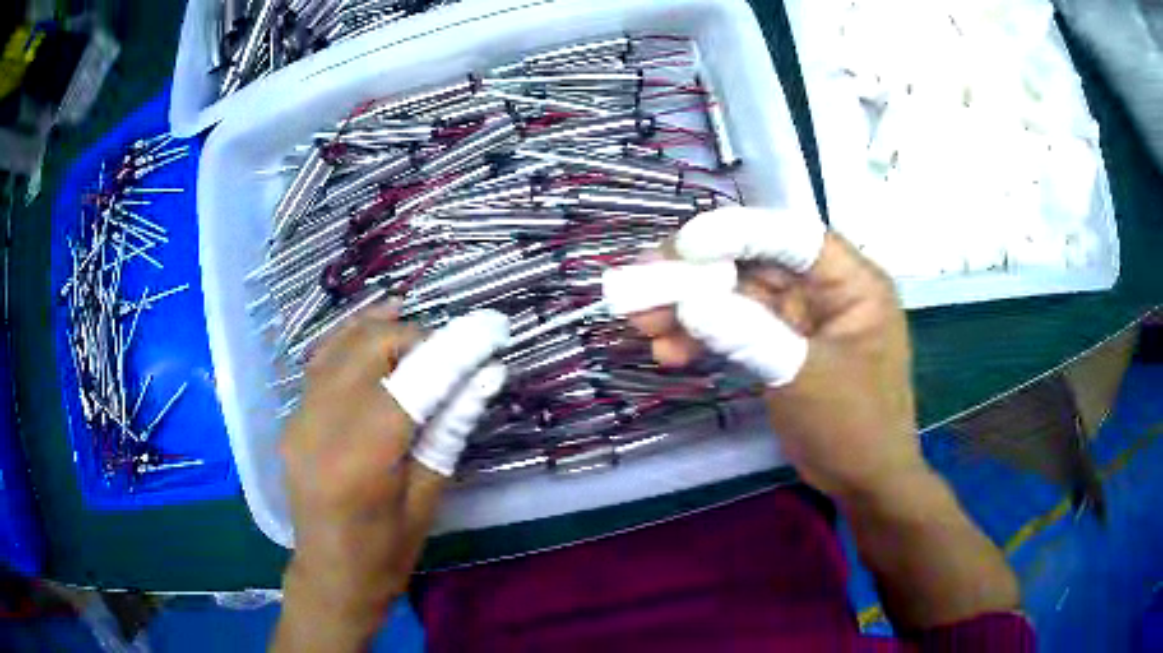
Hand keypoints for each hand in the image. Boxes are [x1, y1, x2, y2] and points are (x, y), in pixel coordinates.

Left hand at [274, 307, 508, 651]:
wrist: (330, 574)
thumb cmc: (387, 552)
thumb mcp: (427, 497)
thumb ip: (450, 429)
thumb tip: (487, 375)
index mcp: (361, 460)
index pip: (413, 382)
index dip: (455, 348)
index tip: (492, 328)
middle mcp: (320, 427)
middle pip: (370, 348)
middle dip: (418, 336)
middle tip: (454, 351)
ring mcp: (298, 418)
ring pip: (341, 344)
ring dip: (385, 331)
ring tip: (422, 337)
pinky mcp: (292, 417)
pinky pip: (322, 361)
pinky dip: (353, 340)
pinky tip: (377, 333)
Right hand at [634, 207, 1019, 628]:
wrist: (864, 482)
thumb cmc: (854, 427)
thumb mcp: (805, 377)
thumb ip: (749, 333)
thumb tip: (686, 300)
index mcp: (851, 281)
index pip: (791, 236)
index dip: (735, 233)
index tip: (680, 248)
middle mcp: (825, 289)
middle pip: (754, 262)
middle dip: (697, 274)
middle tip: (641, 284)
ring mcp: (801, 318)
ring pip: (738, 295)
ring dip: (690, 307)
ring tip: (642, 322)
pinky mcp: (782, 344)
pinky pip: (737, 327)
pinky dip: (704, 337)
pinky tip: (670, 353)